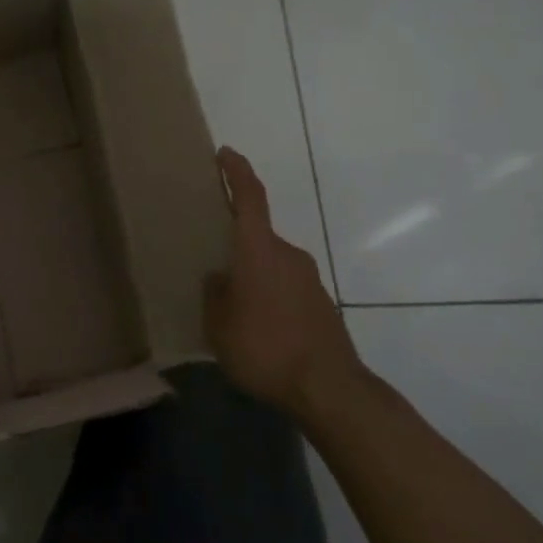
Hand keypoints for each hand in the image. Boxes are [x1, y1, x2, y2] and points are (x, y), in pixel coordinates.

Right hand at [206, 146, 362, 416]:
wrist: (330, 389)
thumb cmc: (266, 348)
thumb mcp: (219, 326)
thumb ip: (215, 295)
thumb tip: (220, 280)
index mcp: (259, 250)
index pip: (250, 197)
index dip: (236, 171)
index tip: (225, 153)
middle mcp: (287, 254)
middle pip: (258, 235)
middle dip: (236, 242)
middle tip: (212, 258)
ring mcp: (308, 279)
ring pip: (272, 263)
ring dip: (253, 273)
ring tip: (232, 302)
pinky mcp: (321, 304)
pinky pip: (286, 286)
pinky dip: (269, 294)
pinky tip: (258, 325)